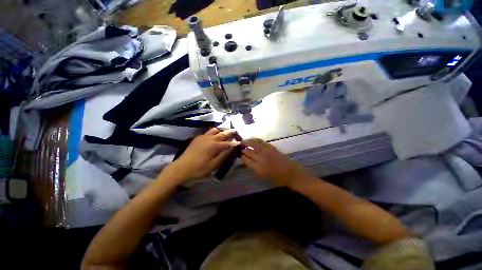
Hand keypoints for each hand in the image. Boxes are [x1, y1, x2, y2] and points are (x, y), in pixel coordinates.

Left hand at [164, 128, 239, 181]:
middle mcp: (210, 138)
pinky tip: (215, 135)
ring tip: (226, 131)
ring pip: (215, 130)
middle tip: (236, 131)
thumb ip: (224, 155)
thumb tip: (232, 148)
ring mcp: (203, 137)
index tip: (240, 142)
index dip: (235, 143)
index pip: (228, 143)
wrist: (181, 168)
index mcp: (214, 146)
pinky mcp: (198, 138)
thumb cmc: (199, 169)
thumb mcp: (213, 165)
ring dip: (222, 130)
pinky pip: (208, 132)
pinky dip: (214, 132)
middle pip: (222, 133)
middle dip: (230, 132)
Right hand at [241, 138, 304, 186]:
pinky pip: (260, 141)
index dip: (241, 156)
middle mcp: (260, 158)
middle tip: (240, 147)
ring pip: (253, 143)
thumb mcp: (262, 175)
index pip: (245, 159)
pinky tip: (252, 140)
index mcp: (257, 168)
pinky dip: (255, 139)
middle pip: (247, 151)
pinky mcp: (271, 147)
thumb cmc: (276, 178)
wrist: (290, 173)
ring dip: (247, 141)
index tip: (239, 154)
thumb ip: (253, 167)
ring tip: (244, 141)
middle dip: (242, 149)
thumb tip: (246, 160)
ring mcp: (266, 151)